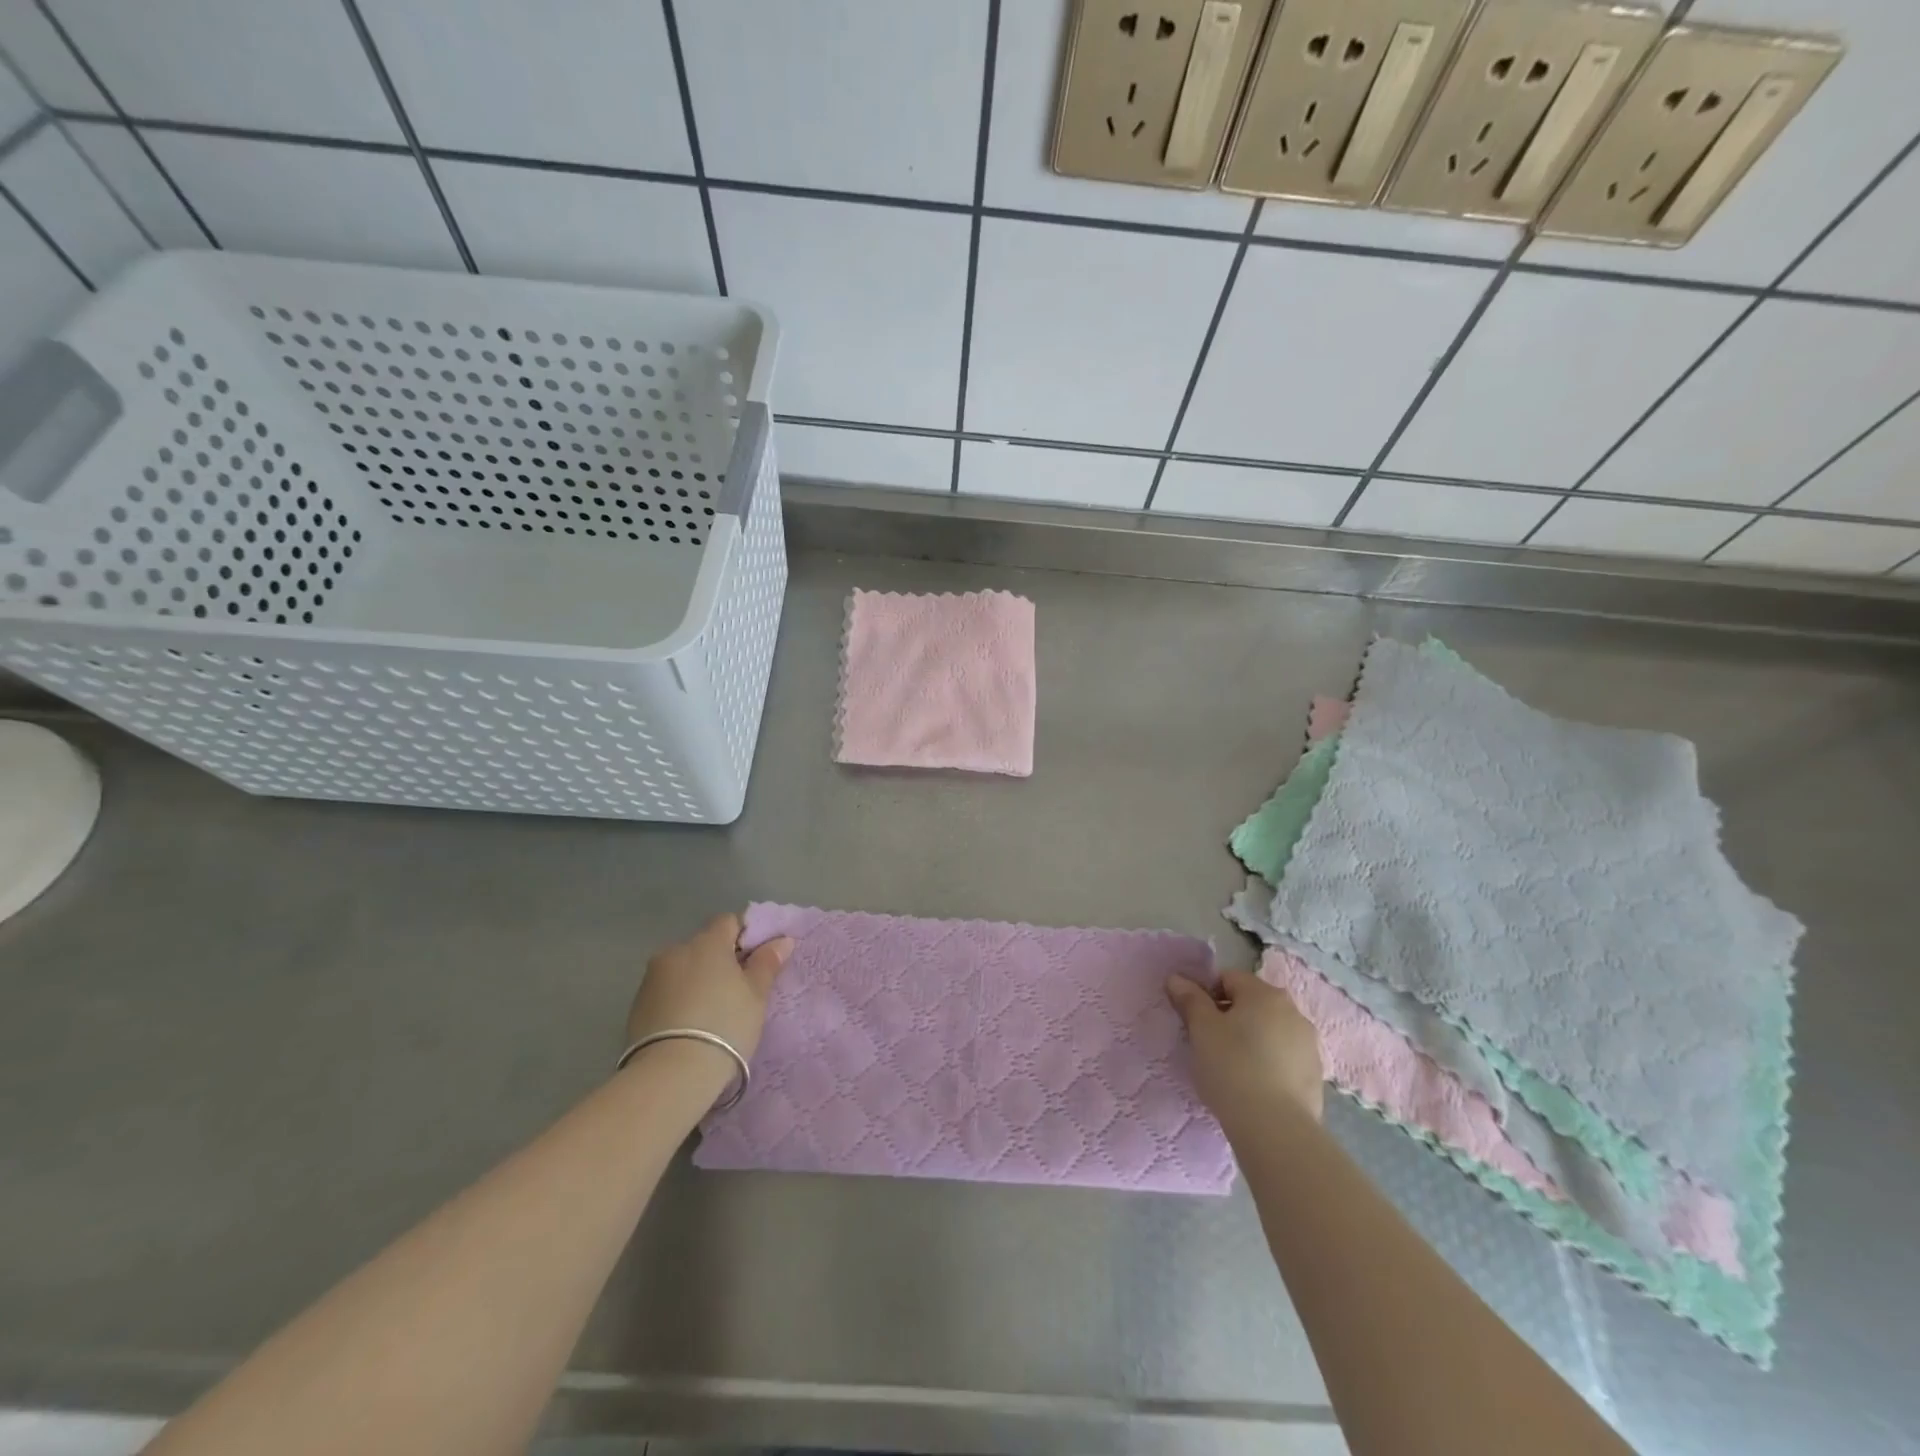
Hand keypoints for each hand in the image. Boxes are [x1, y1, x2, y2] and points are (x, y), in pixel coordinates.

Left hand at [626, 912, 792, 1073]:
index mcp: (707, 942)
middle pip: (704, 946)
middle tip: (737, 992)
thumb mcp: (756, 995)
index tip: (756, 962)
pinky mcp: (636, 1006)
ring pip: (683, 969)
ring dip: (697, 980)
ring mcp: (651, 978)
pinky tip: (689, 1026)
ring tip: (710, 1013)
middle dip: (720, 961)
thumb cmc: (725, 1025)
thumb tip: (782, 940)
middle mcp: (675, 951)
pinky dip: (679, 1000)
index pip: (729, 922)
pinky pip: (666, 991)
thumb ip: (767, 963)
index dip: (745, 937)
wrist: (671, 1074)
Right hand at [1168, 967, 1323, 1132]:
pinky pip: (1284, 1058)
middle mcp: (1293, 1011)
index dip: (1207, 995)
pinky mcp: (1316, 1075)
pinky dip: (1269, 1064)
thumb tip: (1177, 979)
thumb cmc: (1232, 1067)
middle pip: (1252, 1003)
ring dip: (1251, 1040)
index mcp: (1264, 993)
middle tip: (1210, 1044)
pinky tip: (1255, 1087)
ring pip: (1270, 1031)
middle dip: (1230, 1017)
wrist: (1276, 1128)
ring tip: (1233, 1069)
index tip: (1195, 1021)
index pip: (1228, 978)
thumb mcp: (1201, 1030)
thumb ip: (1190, 999)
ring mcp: (1309, 1044)